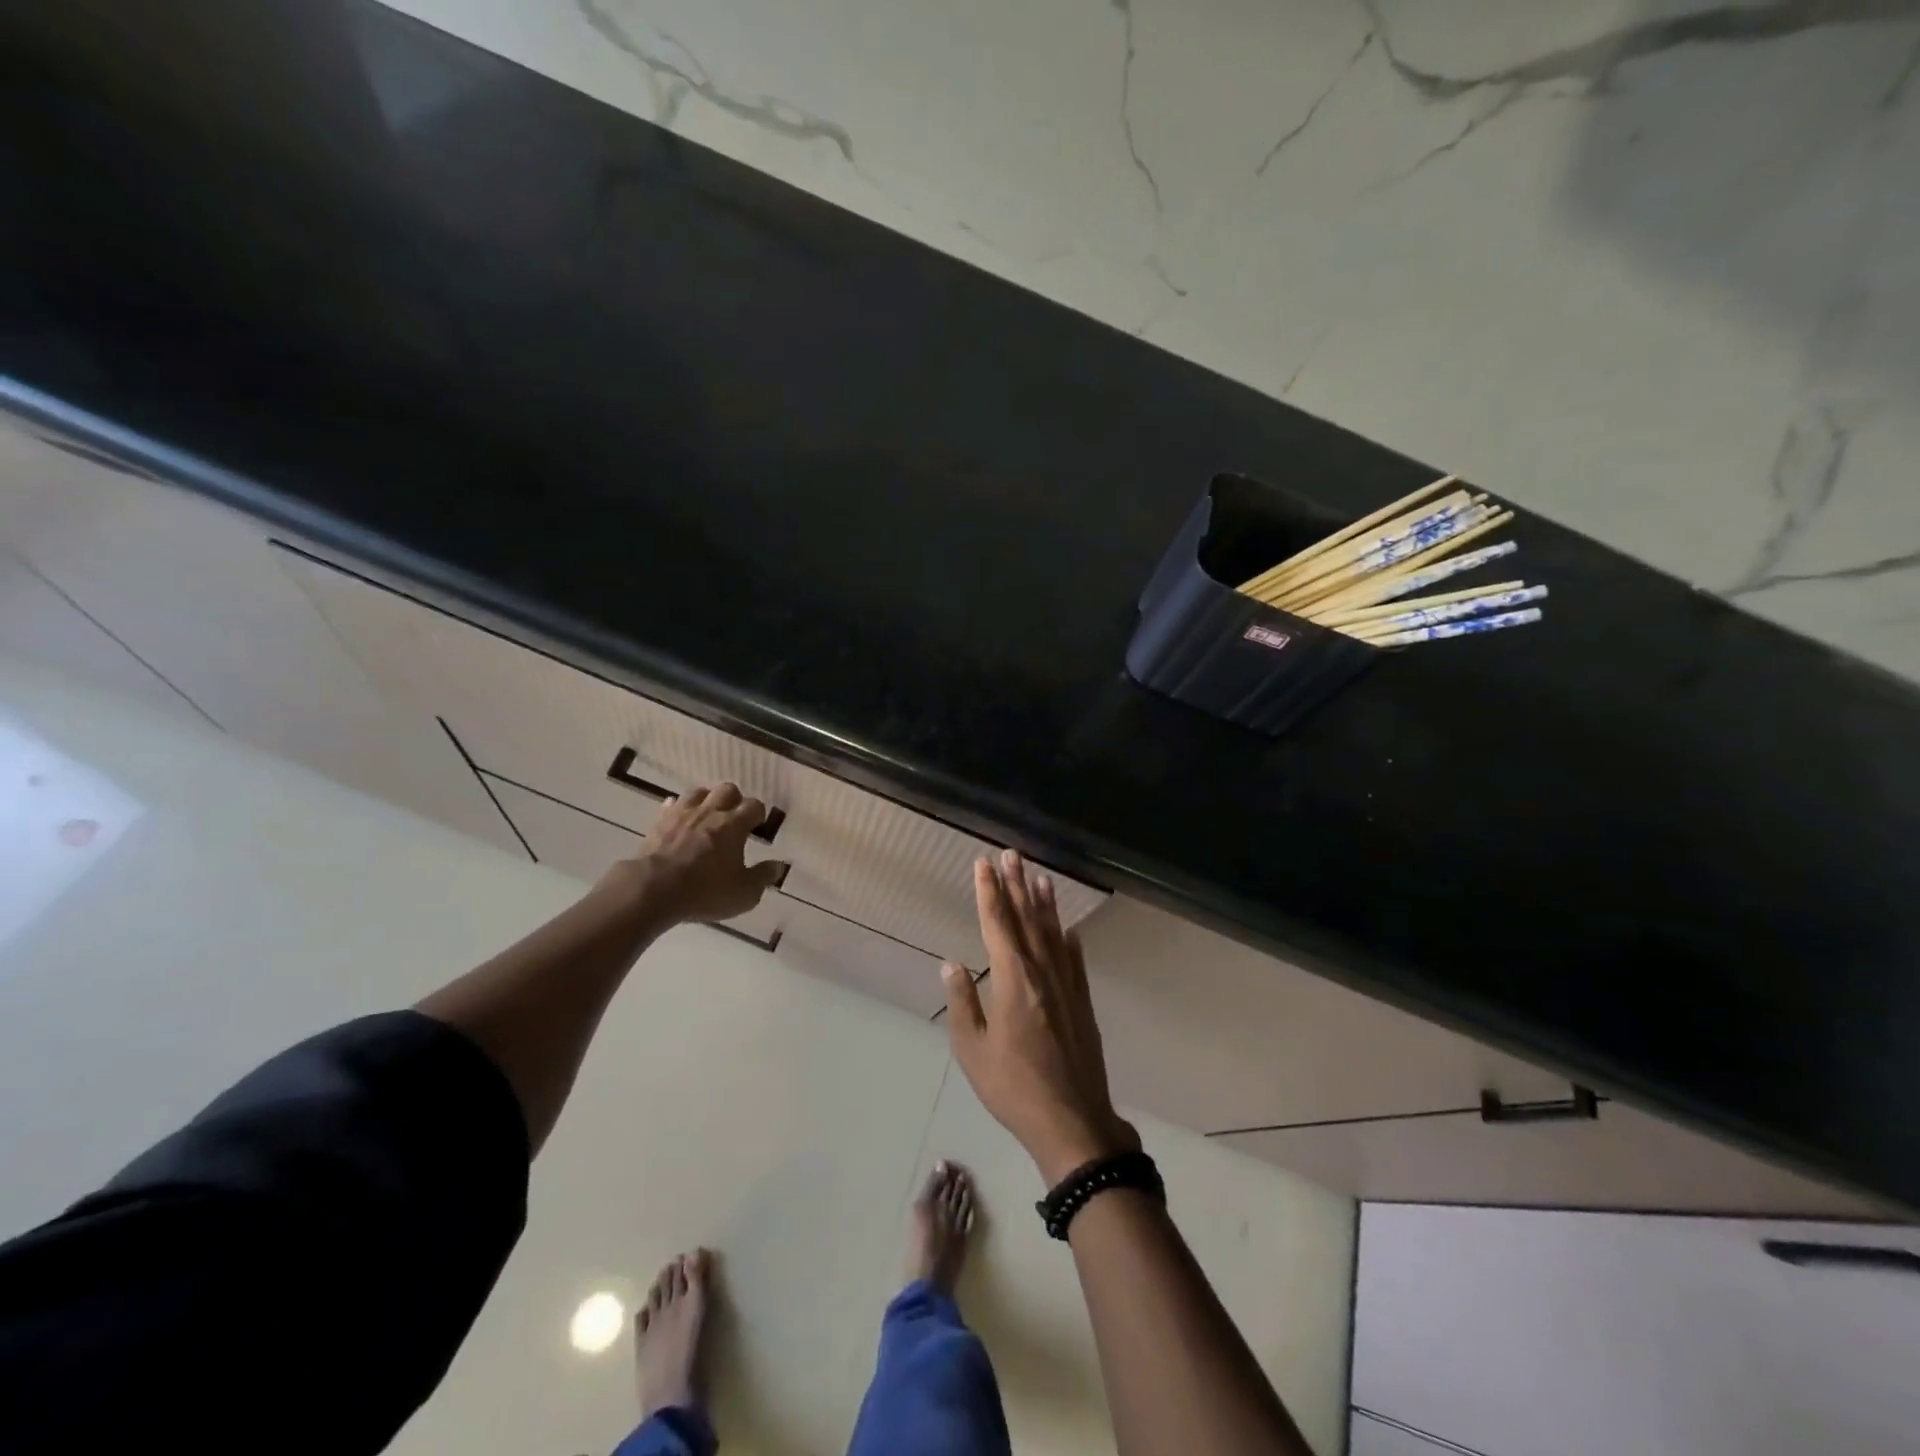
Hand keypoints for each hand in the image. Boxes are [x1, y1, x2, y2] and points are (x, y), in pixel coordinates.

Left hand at [599, 782, 787, 925]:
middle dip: (734, 800)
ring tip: (708, 817)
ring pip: (699, 792)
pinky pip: (671, 806)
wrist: (653, 890)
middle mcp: (710, 812)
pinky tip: (680, 822)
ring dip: (706, 800)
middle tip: (734, 819)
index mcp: (734, 824)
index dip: (759, 814)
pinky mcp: (659, 822)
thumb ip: (763, 876)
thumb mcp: (744, 893)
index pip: (754, 806)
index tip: (758, 827)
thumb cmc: (705, 891)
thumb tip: (779, 865)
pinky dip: (678, 810)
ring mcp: (682, 814)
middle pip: (727, 790)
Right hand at [943, 849, 1139, 1184]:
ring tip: (1039, 876)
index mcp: (1013, 980)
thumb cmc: (1013, 1088)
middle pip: (1027, 919)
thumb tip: (951, 964)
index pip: (998, 924)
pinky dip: (1069, 939)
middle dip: (1016, 885)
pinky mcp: (1082, 1002)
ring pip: (1053, 933)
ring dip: (1044, 903)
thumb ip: (962, 1003)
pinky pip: (1075, 960)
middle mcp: (1042, 973)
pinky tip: (1067, 928)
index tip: (984, 864)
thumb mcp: (973, 1050)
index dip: (989, 892)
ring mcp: (1067, 986)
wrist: (1073, 1121)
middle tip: (1011, 854)